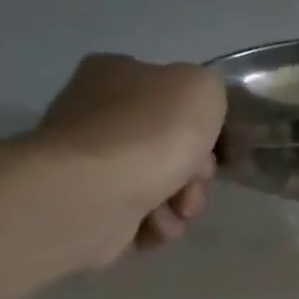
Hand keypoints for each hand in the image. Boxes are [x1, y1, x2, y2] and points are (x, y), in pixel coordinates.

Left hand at [33, 54, 227, 262]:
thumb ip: (208, 90)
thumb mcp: (202, 88)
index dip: (202, 125)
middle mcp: (94, 112)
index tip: (213, 146)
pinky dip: (155, 222)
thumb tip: (195, 113)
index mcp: (116, 74)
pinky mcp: (85, 204)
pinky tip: (156, 224)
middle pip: (170, 145)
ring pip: (159, 182)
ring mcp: (87, 161)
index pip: (173, 97)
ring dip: (181, 200)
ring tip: (176, 211)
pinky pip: (138, 213)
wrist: (93, 192)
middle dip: (195, 171)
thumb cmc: (151, 132)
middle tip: (195, 181)